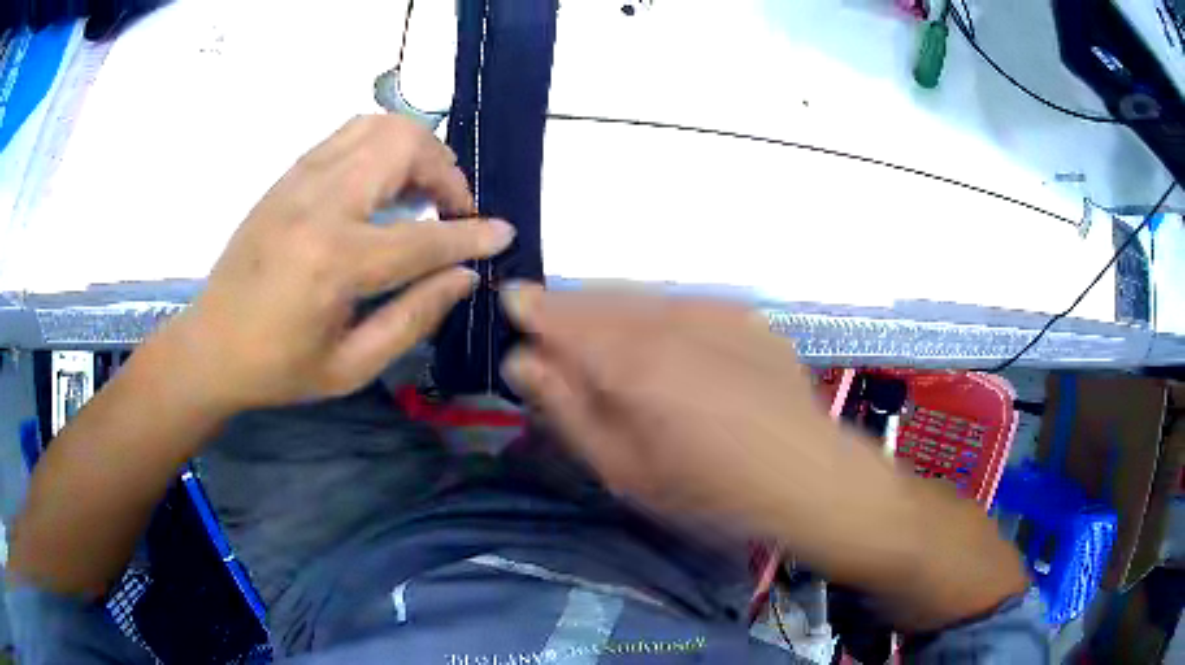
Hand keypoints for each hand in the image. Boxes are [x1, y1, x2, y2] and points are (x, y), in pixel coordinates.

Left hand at [163, 115, 513, 410]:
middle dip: (445, 171)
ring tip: (420, 189)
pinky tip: (383, 182)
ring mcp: (299, 181)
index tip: (503, 233)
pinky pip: (348, 134)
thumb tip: (464, 277)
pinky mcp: (288, 176)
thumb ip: (414, 317)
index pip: (425, 236)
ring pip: (378, 127)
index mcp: (335, 262)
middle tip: (452, 208)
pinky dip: (381, 145)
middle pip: (404, 147)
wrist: (210, 345)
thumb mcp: (351, 366)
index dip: (473, 235)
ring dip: (414, 150)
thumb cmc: (278, 368)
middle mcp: (320, 205)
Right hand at [498, 287, 867, 541]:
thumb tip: (522, 361)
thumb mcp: (621, 466)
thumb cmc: (705, 487)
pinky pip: (683, 304)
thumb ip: (565, 407)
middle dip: (569, 308)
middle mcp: (666, 317)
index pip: (559, 313)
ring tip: (610, 344)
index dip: (530, 306)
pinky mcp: (743, 314)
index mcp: (628, 359)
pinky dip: (659, 317)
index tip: (513, 304)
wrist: (803, 473)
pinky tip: (672, 352)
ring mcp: (711, 308)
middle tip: (556, 333)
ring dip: (612, 311)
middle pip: (597, 296)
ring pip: (640, 295)